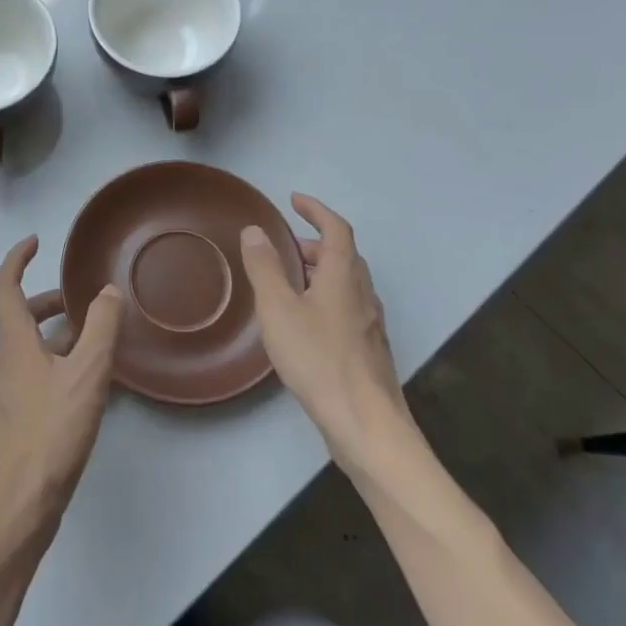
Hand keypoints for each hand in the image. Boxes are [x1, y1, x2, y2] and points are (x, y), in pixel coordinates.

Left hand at [0, 237, 124, 550]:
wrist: (18, 505)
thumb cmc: (50, 431)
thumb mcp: (86, 374)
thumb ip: (100, 328)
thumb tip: (107, 291)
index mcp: (14, 343)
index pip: (5, 288)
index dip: (17, 260)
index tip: (35, 242)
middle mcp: (5, 362)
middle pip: (20, 318)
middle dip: (48, 301)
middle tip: (81, 299)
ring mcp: (9, 394)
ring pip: (31, 349)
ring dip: (58, 335)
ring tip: (95, 341)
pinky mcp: (18, 420)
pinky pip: (37, 376)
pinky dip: (59, 364)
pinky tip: (88, 386)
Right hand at [239, 193, 414, 473]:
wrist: (366, 424)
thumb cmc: (318, 359)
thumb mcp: (278, 309)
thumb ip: (264, 267)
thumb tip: (255, 230)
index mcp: (344, 275)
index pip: (336, 228)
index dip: (316, 210)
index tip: (294, 201)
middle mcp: (363, 293)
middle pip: (343, 255)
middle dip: (314, 244)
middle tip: (284, 247)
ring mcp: (370, 323)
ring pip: (347, 283)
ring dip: (320, 272)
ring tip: (289, 283)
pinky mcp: (369, 350)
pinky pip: (347, 307)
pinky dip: (326, 297)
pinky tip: (306, 323)